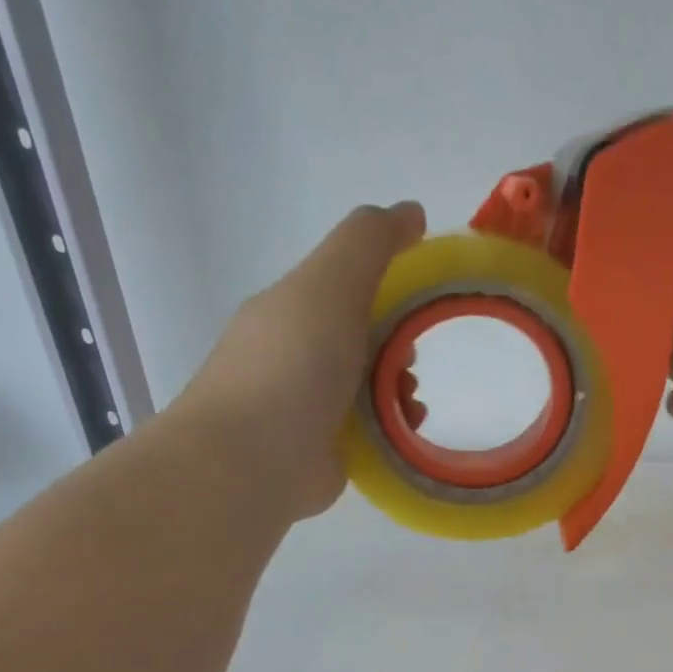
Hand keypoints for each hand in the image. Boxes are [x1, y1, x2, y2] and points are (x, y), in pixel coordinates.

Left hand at [177, 202, 425, 518]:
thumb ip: (370, 241)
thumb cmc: (292, 364)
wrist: (253, 460)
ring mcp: (305, 406)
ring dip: (399, 387)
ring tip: (411, 402)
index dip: (387, 285)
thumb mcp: (331, 283)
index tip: (420, 297)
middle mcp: (294, 354)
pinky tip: (406, 428)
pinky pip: (369, 428)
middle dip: (397, 342)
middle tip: (411, 357)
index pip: (344, 285)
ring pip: (368, 385)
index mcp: (290, 309)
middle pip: (360, 337)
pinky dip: (393, 424)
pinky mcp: (322, 450)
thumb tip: (411, 211)